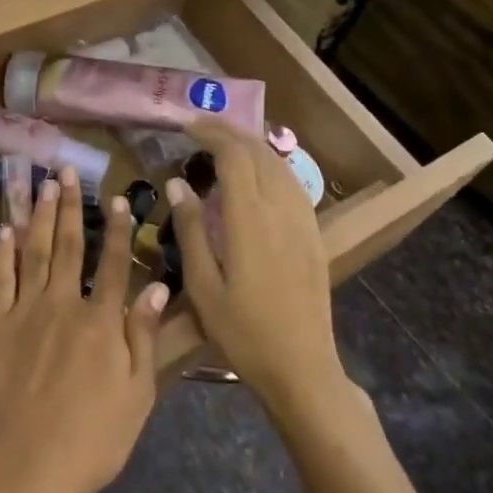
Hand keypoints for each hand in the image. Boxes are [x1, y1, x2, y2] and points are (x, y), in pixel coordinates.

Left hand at [0, 166, 170, 492]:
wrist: (27, 465)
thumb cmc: (92, 439)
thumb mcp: (136, 394)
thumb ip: (143, 336)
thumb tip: (156, 286)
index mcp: (102, 322)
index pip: (114, 264)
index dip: (118, 230)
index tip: (118, 199)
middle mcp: (64, 304)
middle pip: (68, 246)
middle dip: (70, 206)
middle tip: (68, 172)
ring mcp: (25, 312)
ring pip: (34, 252)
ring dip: (38, 215)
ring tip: (42, 185)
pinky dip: (2, 252)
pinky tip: (5, 229)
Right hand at [169, 118, 341, 408]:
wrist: (302, 367)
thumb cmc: (243, 333)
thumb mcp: (203, 287)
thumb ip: (191, 230)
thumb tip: (178, 184)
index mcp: (249, 220)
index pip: (234, 156)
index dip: (211, 133)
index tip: (187, 126)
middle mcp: (280, 210)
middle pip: (259, 152)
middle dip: (230, 132)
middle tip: (200, 128)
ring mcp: (303, 221)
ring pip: (279, 165)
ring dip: (251, 146)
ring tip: (223, 144)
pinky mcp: (313, 235)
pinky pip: (292, 184)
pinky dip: (270, 166)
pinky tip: (256, 175)